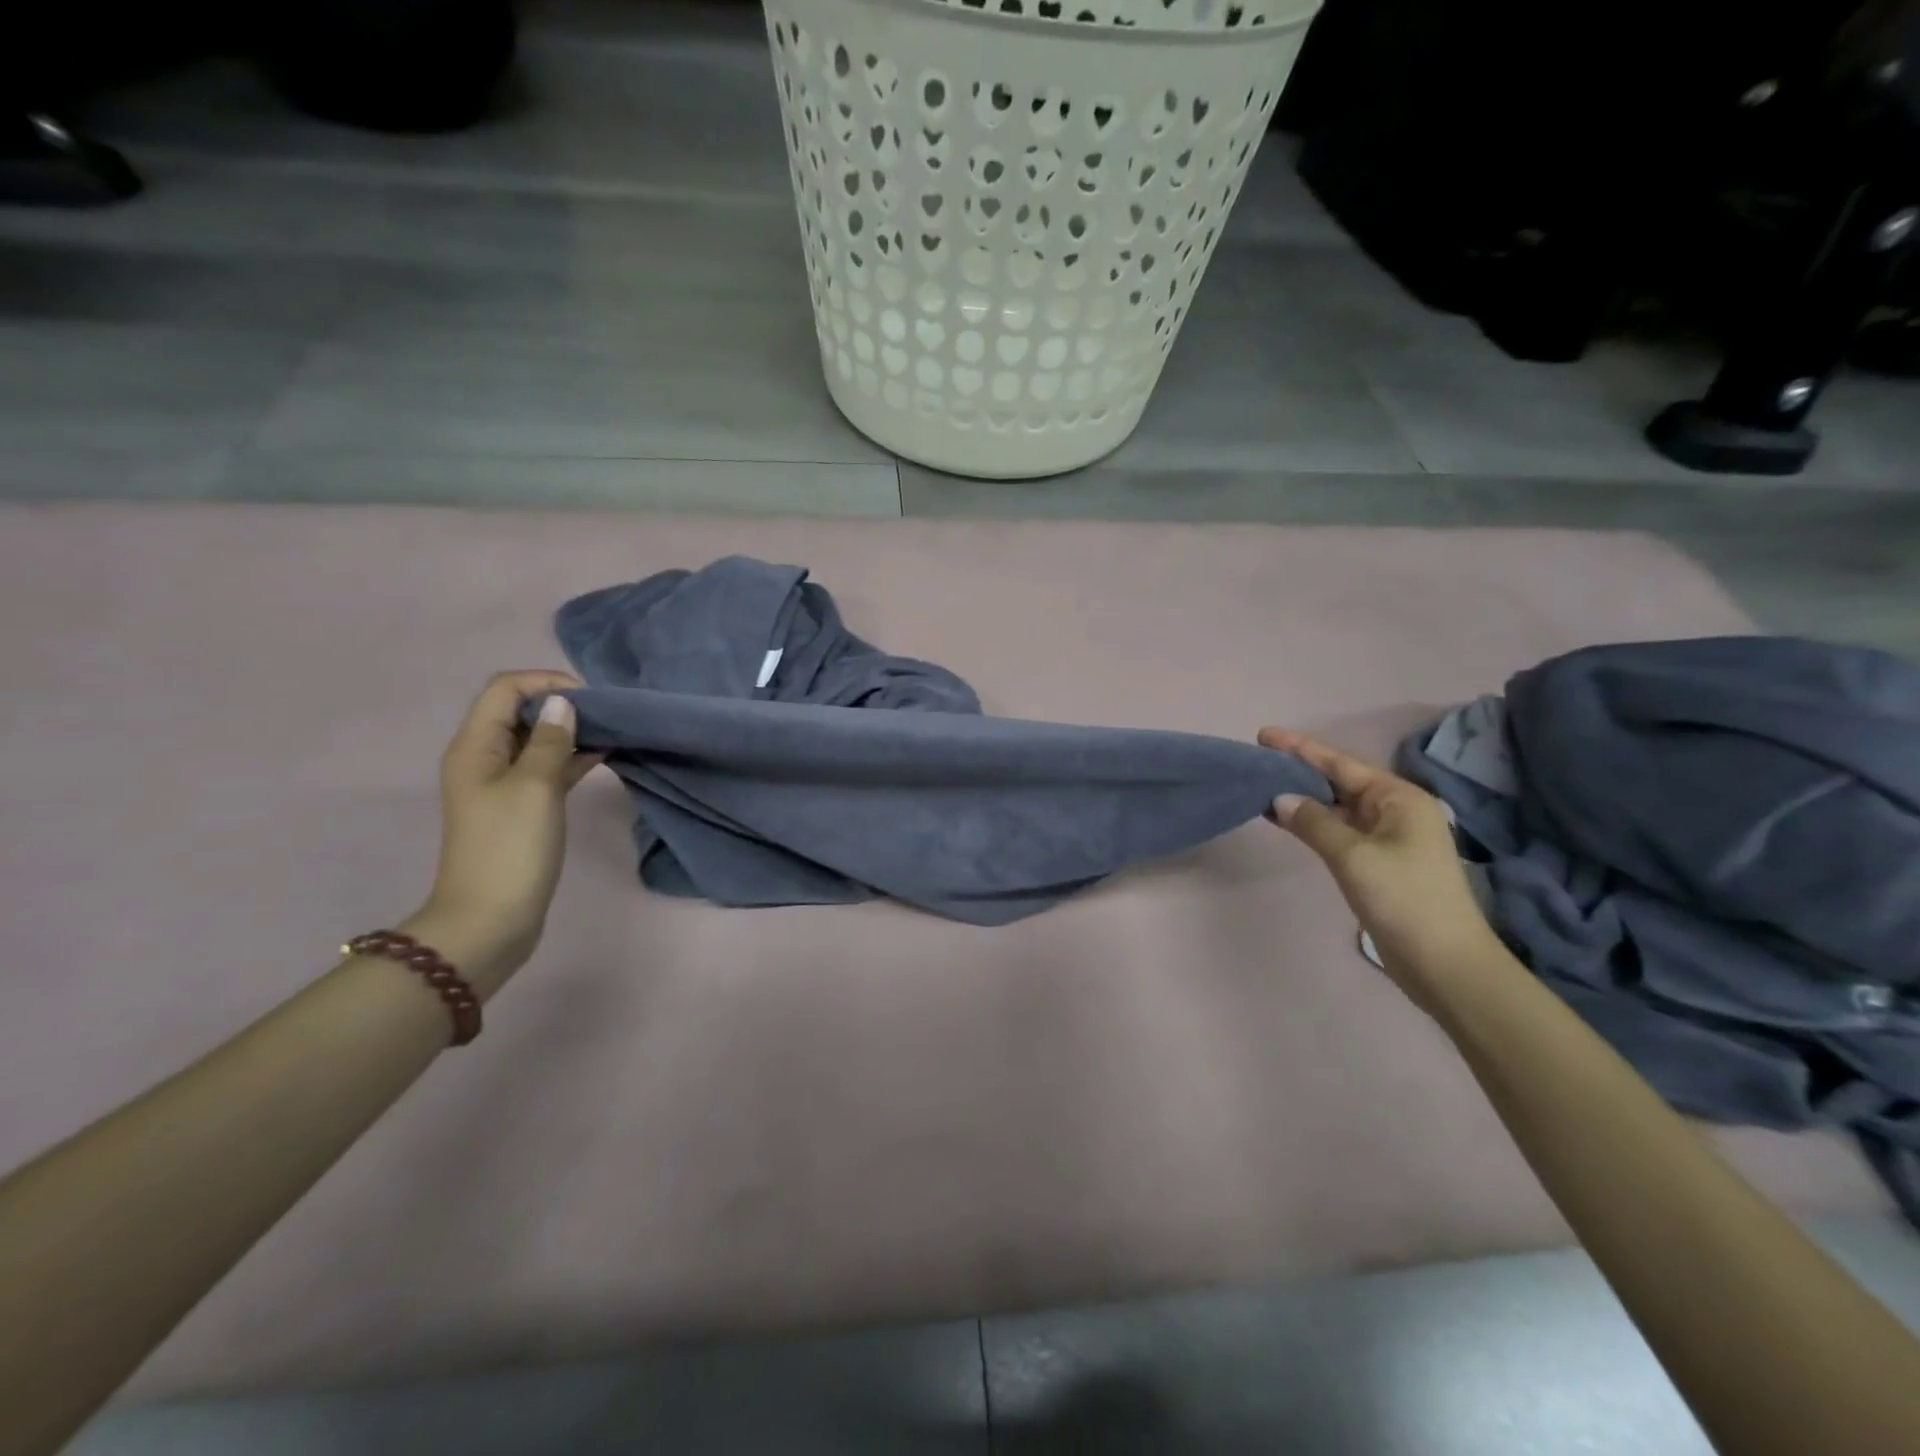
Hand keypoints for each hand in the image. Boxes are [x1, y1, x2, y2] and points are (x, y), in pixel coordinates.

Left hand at [405, 672, 602, 997]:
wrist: (490, 919)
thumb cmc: (510, 848)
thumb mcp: (535, 787)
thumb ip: (552, 742)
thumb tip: (564, 703)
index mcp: (476, 747)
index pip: (505, 689)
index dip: (546, 682)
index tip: (590, 699)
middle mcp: (484, 758)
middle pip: (520, 711)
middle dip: (561, 705)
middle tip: (606, 716)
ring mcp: (502, 785)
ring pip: (537, 740)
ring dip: (570, 732)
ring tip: (611, 732)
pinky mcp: (522, 808)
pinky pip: (546, 768)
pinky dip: (572, 758)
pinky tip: (604, 757)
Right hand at [1259, 729, 1505, 1009]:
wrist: (1444, 962)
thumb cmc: (1404, 899)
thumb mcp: (1354, 856)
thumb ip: (1314, 823)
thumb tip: (1280, 799)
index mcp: (1398, 798)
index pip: (1340, 764)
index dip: (1301, 748)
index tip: (1264, 735)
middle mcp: (1395, 811)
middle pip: (1339, 781)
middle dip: (1299, 770)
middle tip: (1258, 759)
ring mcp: (1388, 838)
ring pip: (1336, 807)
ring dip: (1302, 798)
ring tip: (1262, 785)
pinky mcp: (1378, 863)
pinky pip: (1338, 830)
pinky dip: (1311, 823)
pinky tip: (1285, 820)